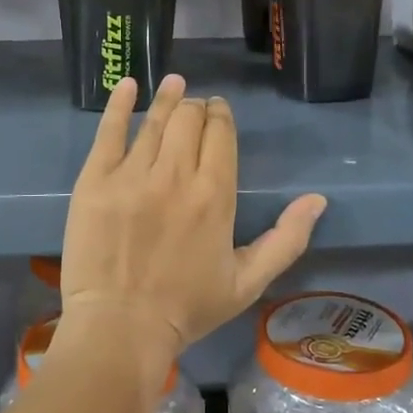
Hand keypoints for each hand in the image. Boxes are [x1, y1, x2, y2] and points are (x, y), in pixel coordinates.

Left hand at [57, 74, 326, 392]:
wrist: (120, 328)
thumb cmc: (187, 309)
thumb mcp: (248, 282)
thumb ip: (286, 239)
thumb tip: (318, 200)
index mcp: (215, 195)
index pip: (221, 134)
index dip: (221, 116)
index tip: (218, 111)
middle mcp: (175, 175)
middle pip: (189, 120)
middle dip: (197, 107)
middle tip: (195, 106)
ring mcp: (131, 174)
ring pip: (155, 121)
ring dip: (168, 98)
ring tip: (174, 83)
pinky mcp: (95, 180)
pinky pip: (109, 131)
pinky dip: (120, 104)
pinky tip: (128, 85)